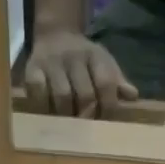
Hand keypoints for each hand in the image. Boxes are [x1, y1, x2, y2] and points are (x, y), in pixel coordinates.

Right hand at [20, 29, 138, 117]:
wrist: (55, 34)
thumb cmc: (84, 58)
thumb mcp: (103, 63)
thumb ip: (117, 81)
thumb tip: (132, 96)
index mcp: (94, 55)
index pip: (106, 82)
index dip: (109, 106)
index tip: (106, 120)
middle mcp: (73, 56)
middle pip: (85, 94)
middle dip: (88, 115)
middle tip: (86, 129)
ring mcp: (51, 63)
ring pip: (62, 96)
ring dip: (67, 116)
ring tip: (68, 126)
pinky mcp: (32, 69)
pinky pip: (38, 92)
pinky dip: (43, 107)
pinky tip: (48, 114)